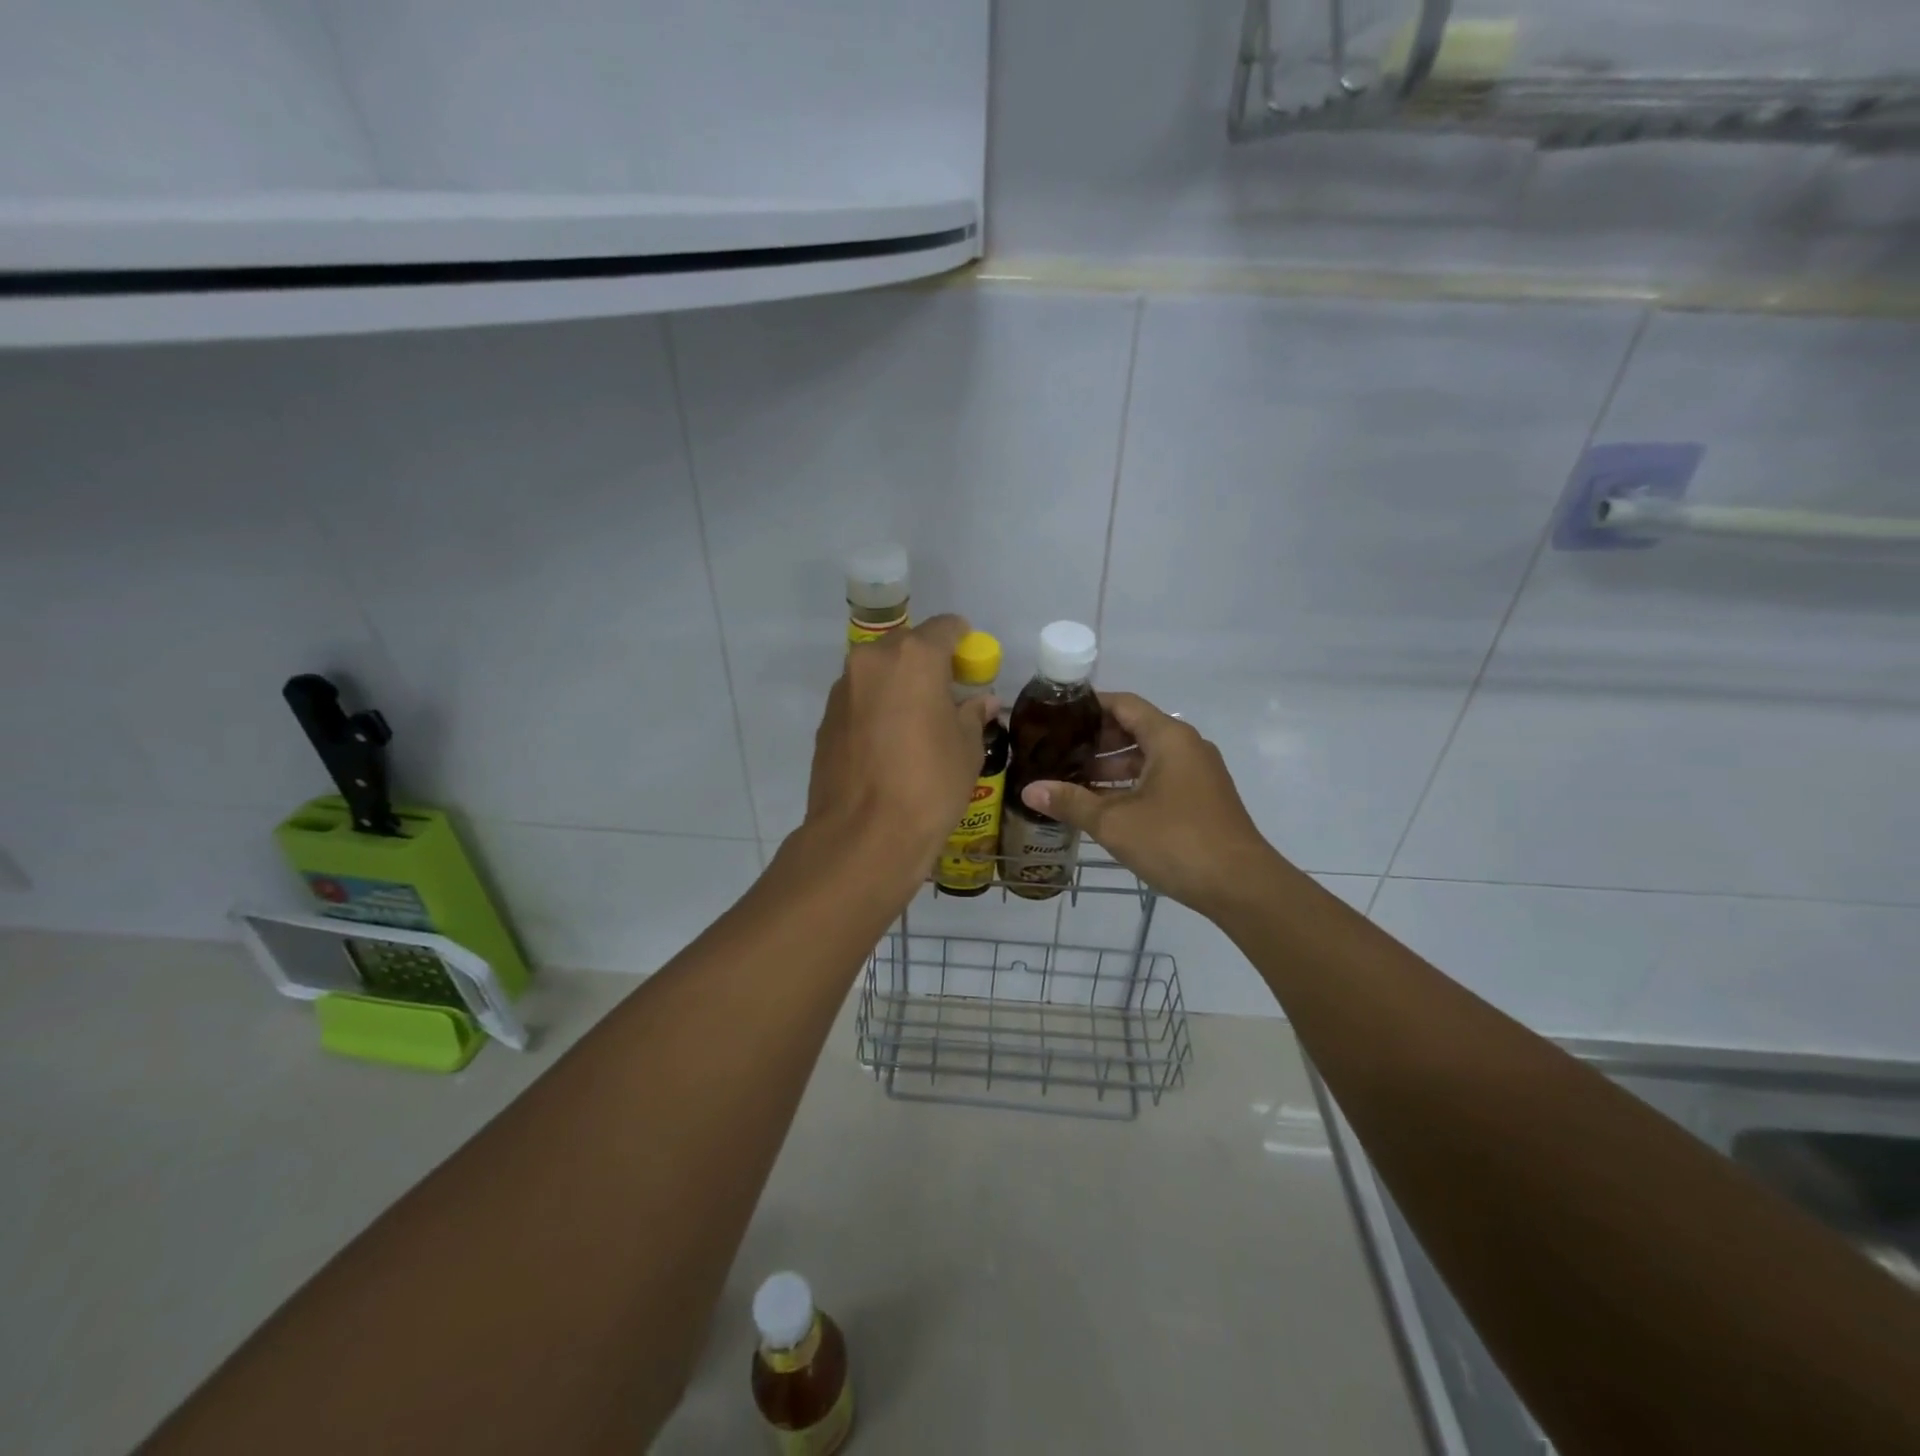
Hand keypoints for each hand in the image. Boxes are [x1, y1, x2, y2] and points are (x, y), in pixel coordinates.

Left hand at [804, 614, 998, 881]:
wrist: (863, 836)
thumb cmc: (929, 786)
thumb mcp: (966, 749)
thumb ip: (972, 714)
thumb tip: (979, 701)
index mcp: (913, 657)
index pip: (946, 627)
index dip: (964, 644)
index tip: (971, 669)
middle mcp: (872, 661)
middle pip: (907, 646)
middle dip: (929, 665)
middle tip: (946, 700)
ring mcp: (843, 689)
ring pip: (880, 673)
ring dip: (900, 687)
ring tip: (916, 726)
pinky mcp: (825, 719)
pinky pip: (860, 700)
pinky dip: (877, 709)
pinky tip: (889, 746)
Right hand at [1019, 692, 1278, 917]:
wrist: (1241, 885)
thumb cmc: (1176, 841)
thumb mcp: (1115, 822)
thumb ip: (1071, 802)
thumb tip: (1029, 790)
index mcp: (1169, 737)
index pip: (1124, 704)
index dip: (1089, 706)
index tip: (1056, 716)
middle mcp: (1187, 747)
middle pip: (1135, 730)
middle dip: (1095, 741)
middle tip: (1056, 752)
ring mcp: (1198, 774)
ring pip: (1147, 759)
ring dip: (1111, 768)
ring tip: (1071, 781)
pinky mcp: (1202, 800)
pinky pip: (1159, 779)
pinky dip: (1131, 785)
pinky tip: (1103, 806)